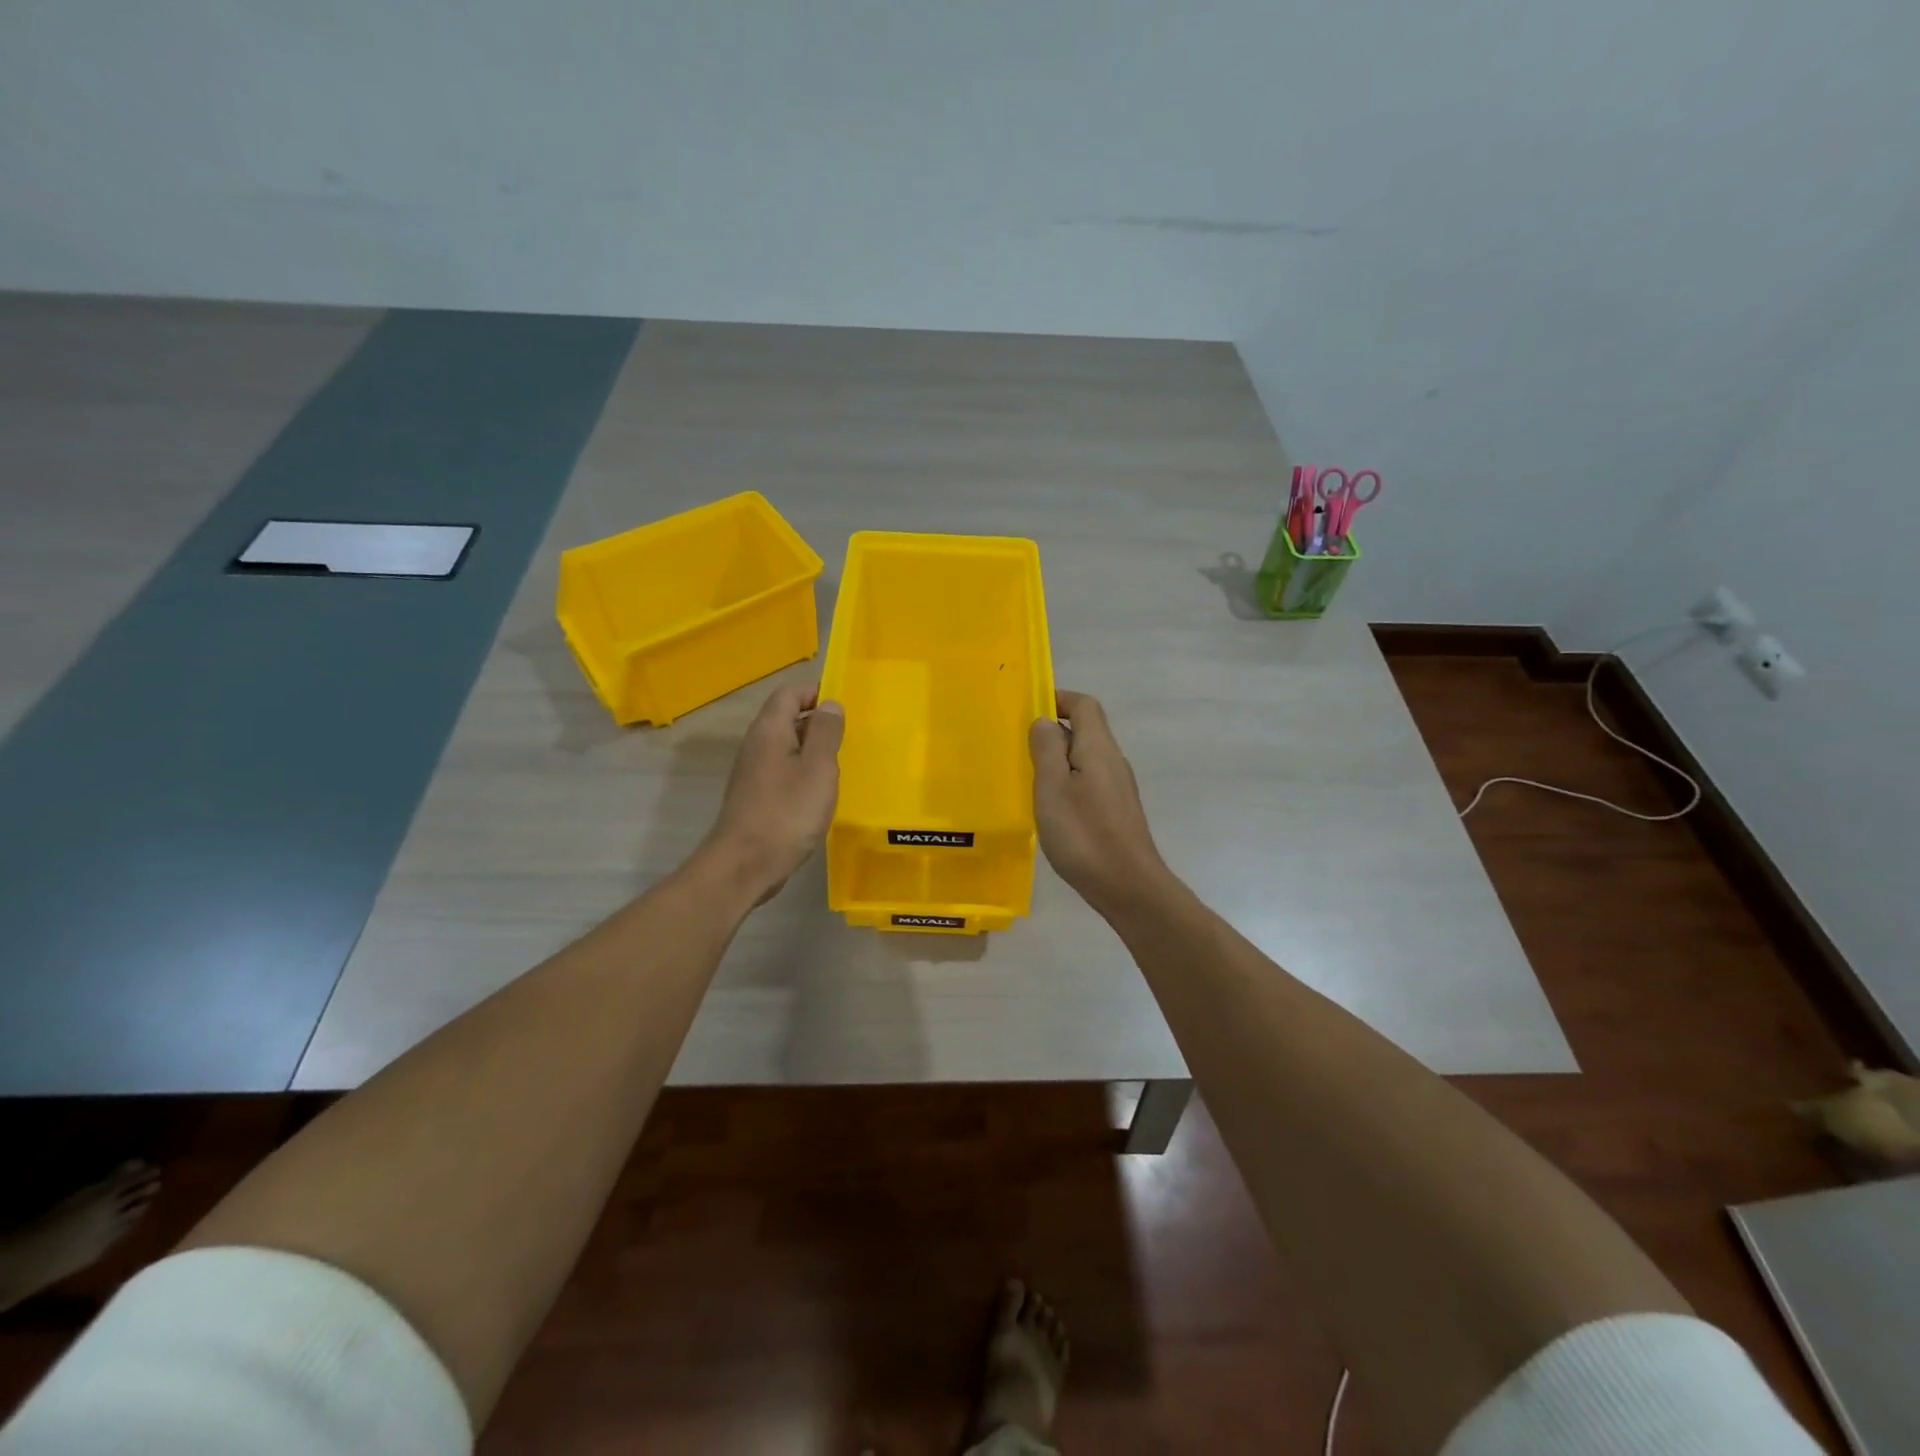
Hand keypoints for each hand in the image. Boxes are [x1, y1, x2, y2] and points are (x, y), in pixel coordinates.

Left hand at [699, 684, 843, 903]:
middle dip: (817, 721)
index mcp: (770, 730)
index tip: (843, 706)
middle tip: (848, 737)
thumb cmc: (787, 812)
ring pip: (785, 747)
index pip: (790, 693)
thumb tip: (829, 704)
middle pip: (786, 718)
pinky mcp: (755, 797)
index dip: (816, 692)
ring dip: (811, 750)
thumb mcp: (817, 768)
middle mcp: (756, 745)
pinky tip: (819, 793)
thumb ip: (825, 733)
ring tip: (838, 765)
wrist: (745, 865)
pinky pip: (782, 771)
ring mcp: (752, 773)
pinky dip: (802, 773)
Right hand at [1029, 690, 1171, 912]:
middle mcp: (1112, 761)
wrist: (1128, 886)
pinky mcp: (1116, 811)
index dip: (1058, 700)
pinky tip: (1051, 809)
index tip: (1028, 712)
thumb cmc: (1084, 833)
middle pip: (1085, 730)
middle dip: (1052, 733)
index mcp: (1098, 748)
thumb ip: (1047, 749)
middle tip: (1019, 751)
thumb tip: (1045, 721)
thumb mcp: (1052, 787)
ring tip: (1029, 780)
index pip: (1084, 705)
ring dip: (1057, 761)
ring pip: (1085, 759)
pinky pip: (1088, 782)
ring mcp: (1117, 788)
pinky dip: (1067, 784)